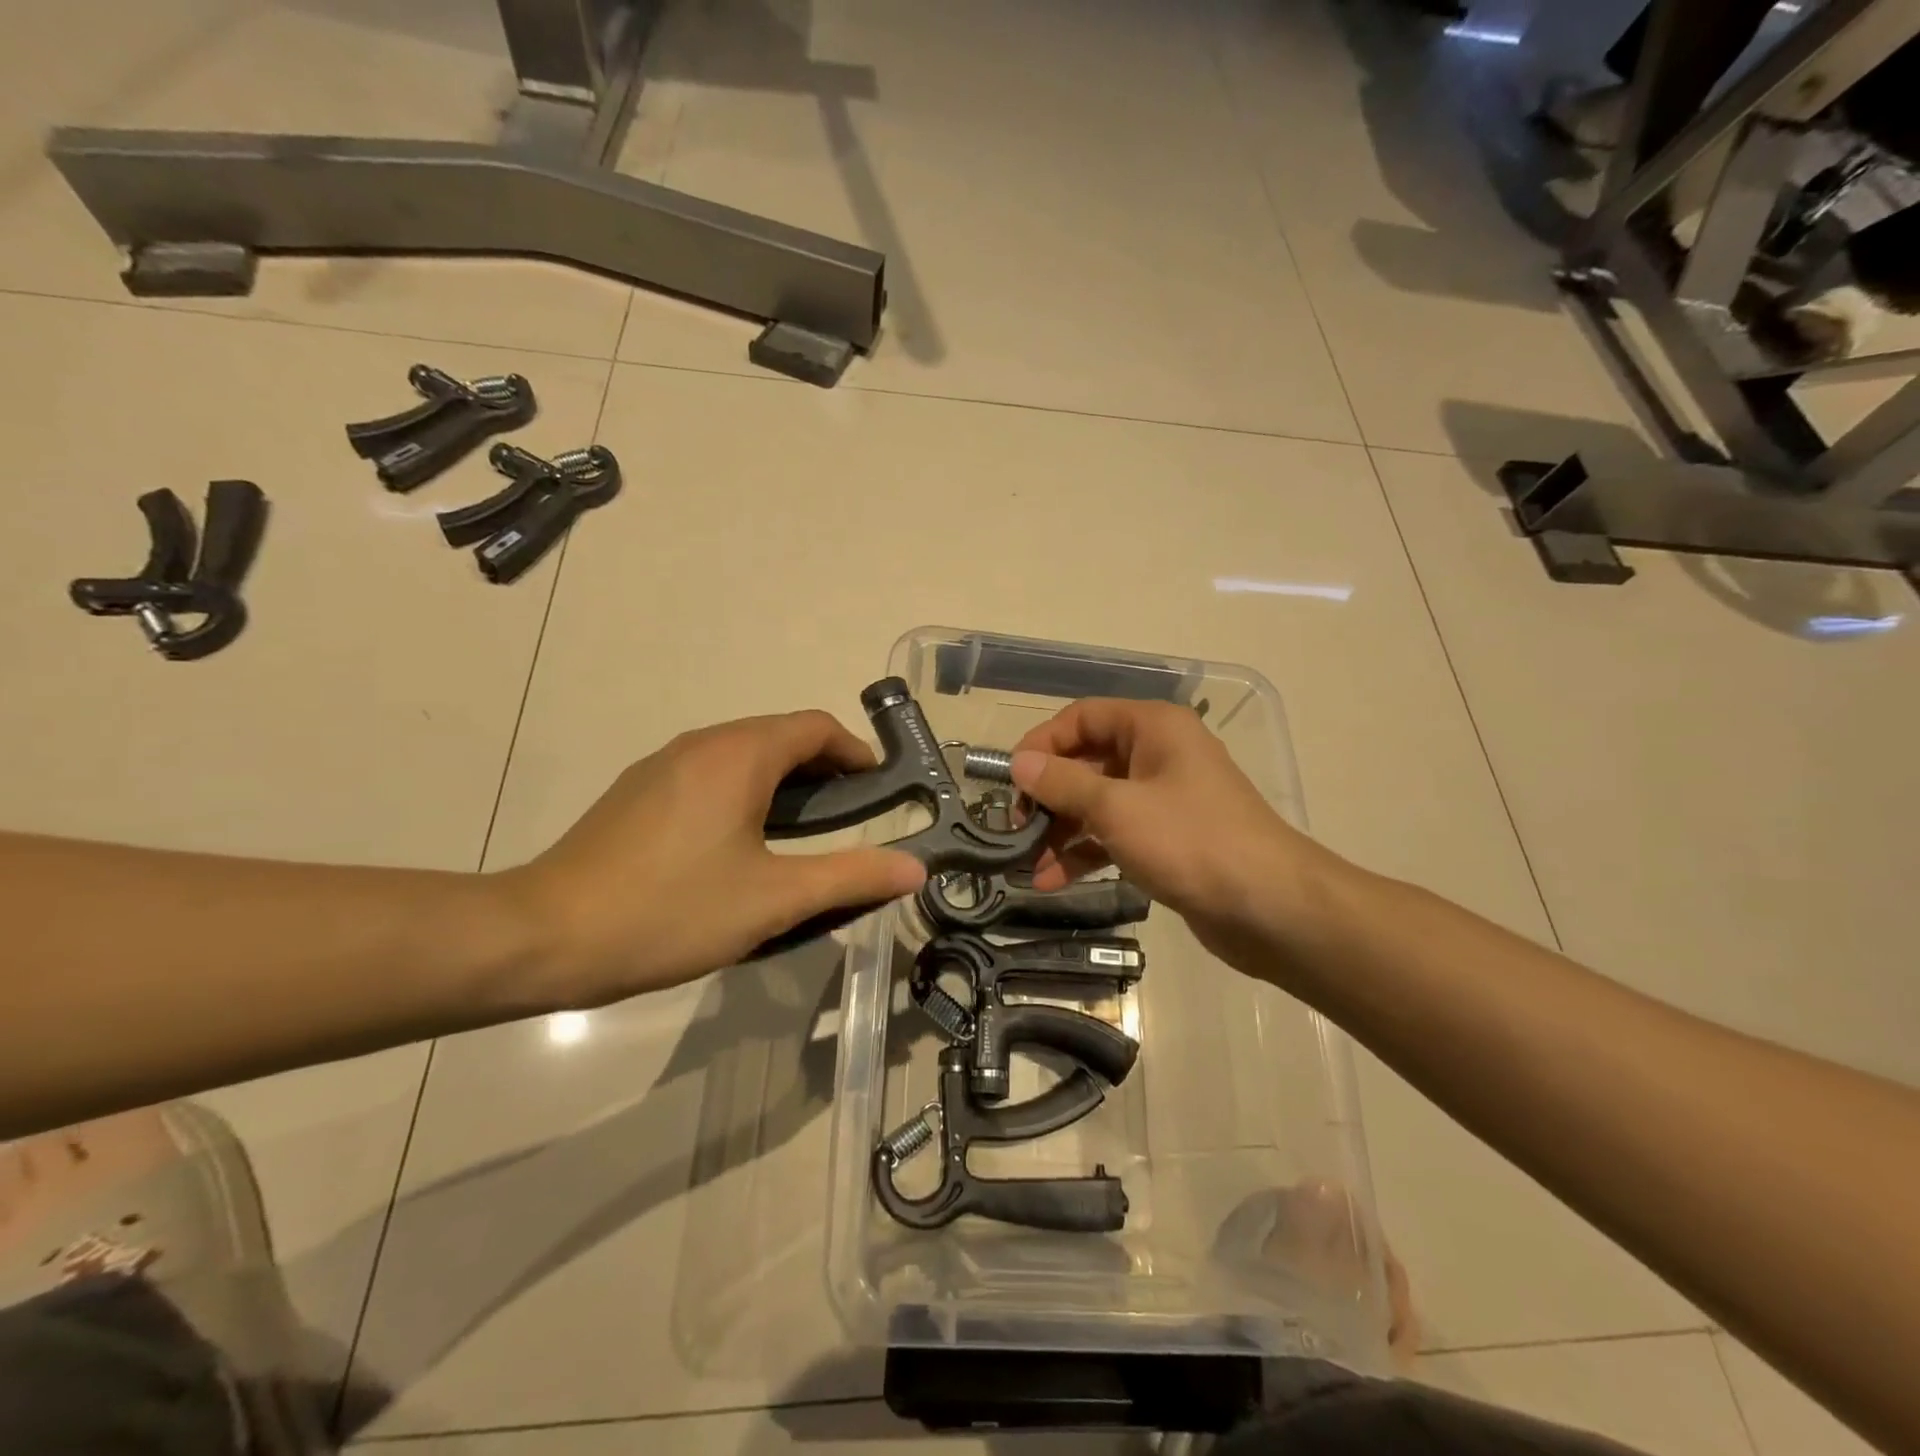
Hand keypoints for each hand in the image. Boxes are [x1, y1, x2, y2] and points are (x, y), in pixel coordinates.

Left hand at [504, 711, 926, 1002]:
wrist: (544, 936)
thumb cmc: (671, 911)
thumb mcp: (774, 900)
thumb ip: (851, 877)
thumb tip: (915, 867)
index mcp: (738, 755)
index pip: (815, 727)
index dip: (855, 752)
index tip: (880, 791)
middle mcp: (700, 745)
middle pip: (779, 735)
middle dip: (823, 768)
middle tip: (850, 818)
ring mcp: (662, 766)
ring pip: (742, 754)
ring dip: (783, 780)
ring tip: (803, 833)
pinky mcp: (637, 792)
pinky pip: (709, 774)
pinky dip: (745, 791)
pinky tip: (740, 844)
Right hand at [1010, 699, 1344, 973]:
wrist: (1270, 908)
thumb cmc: (1191, 842)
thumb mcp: (1117, 808)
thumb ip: (1062, 784)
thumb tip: (1019, 763)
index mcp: (1153, 728)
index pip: (1082, 717)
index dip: (1042, 743)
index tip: (1010, 780)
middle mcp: (1158, 755)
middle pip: (1087, 761)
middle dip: (1048, 795)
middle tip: (1015, 828)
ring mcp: (1164, 799)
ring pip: (1098, 802)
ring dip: (1061, 830)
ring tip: (1025, 862)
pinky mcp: (1167, 839)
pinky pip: (1115, 834)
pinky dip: (1084, 852)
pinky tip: (1051, 880)